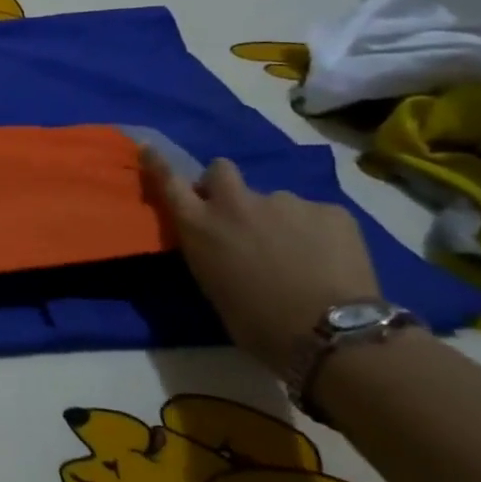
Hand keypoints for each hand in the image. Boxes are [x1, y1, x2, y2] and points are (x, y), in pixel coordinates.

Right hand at [140, 148, 381, 375]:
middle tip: (239, 215)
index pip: (168, 181)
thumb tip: (217, 241)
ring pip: (275, 201)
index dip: (158, 163)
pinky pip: (316, 215)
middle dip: (224, 184)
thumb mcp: (212, 283)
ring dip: (278, 219)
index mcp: (199, 225)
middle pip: (221, 170)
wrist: (329, 333)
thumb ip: (208, 249)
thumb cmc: (256, 322)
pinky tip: (328, 259)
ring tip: (297, 253)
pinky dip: (317, 232)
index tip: (150, 148)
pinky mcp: (330, 211)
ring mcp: (285, 202)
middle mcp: (235, 204)